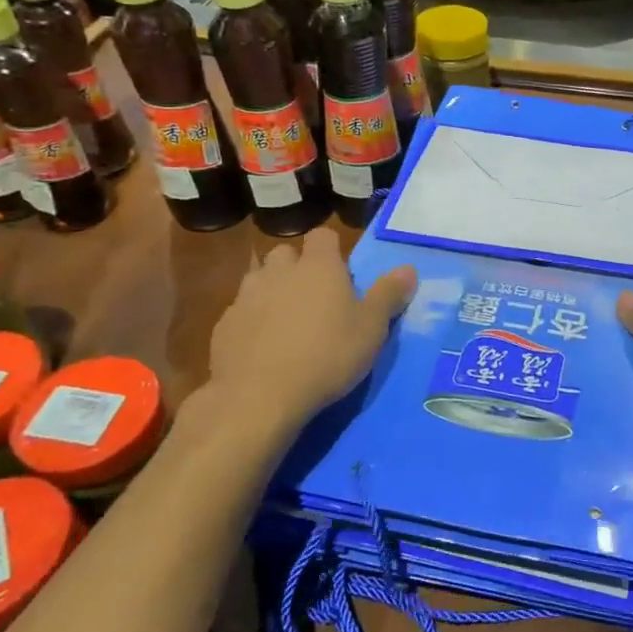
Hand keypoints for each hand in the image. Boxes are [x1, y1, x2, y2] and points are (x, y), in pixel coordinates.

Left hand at [206, 229, 415, 424]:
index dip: (332, 250)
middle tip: (315, 297)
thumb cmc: (327, 356)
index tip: (343, 274)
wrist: (259, 396)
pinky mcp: (224, 325)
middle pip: (286, 253)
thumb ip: (388, 295)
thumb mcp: (371, 329)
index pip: (323, 236)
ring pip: (259, 279)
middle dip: (298, 267)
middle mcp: (279, 272)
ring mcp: (246, 297)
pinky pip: (241, 311)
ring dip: (272, 290)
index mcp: (318, 267)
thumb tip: (408, 268)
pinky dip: (252, 320)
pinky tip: (263, 347)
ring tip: (287, 320)